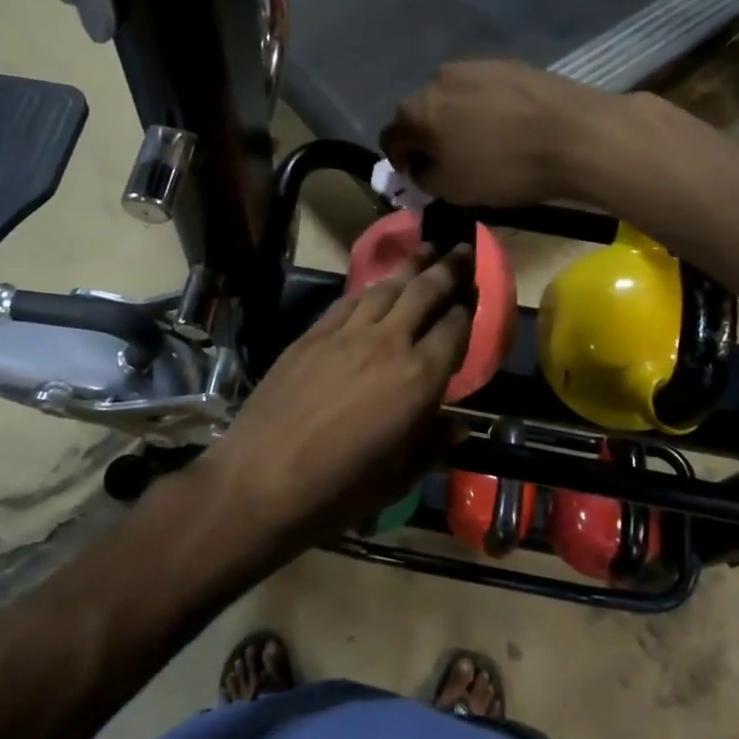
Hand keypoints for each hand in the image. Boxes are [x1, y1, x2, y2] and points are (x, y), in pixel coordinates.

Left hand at [207, 248, 472, 548]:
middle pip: (425, 292)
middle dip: (449, 268)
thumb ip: (433, 446)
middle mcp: (388, 343)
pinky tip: (376, 285)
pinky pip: (349, 301)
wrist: (261, 480)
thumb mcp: (398, 479)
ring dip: (410, 266)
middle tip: (464, 249)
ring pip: (386, 288)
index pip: (456, 328)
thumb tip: (459, 428)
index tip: (478, 292)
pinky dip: (370, 289)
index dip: (470, 307)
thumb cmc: (338, 490)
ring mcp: (346, 333)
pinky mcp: (312, 334)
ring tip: (427, 250)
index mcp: (419, 378)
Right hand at [380, 61, 617, 207]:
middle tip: (447, 160)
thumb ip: (424, 177)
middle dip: (427, 135)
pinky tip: (507, 126)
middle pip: (421, 111)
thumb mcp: (453, 189)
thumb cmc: (506, 168)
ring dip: (456, 118)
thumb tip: (420, 165)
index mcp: (417, 109)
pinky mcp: (511, 64)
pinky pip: (484, 90)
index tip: (417, 176)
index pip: (391, 135)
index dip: (399, 160)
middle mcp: (439, 78)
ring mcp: (477, 65)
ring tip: (480, 141)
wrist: (577, 135)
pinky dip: (485, 108)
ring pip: (453, 97)